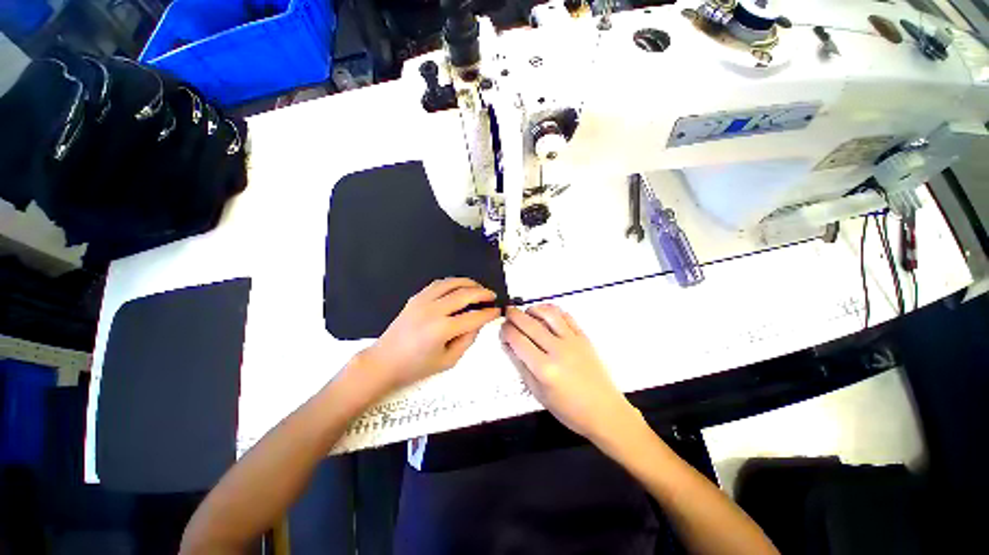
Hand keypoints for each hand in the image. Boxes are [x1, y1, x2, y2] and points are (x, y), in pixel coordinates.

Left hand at [363, 278, 500, 390]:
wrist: (383, 362)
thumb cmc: (416, 367)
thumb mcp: (448, 361)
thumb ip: (467, 340)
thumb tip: (478, 323)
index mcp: (443, 329)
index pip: (474, 316)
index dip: (489, 313)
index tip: (498, 311)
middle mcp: (434, 310)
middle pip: (465, 294)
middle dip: (483, 293)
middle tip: (493, 296)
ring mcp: (422, 301)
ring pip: (451, 283)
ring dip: (468, 283)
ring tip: (478, 287)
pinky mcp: (415, 298)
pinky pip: (437, 284)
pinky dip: (452, 283)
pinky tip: (458, 287)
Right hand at [500, 305, 637, 440]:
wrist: (604, 411)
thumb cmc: (568, 409)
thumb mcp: (538, 393)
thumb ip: (521, 367)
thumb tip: (508, 345)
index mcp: (544, 368)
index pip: (518, 340)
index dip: (506, 331)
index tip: (502, 329)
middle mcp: (557, 350)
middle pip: (530, 324)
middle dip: (514, 315)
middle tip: (508, 313)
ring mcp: (572, 341)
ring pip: (549, 314)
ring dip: (534, 308)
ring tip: (527, 312)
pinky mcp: (584, 337)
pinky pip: (567, 316)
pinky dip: (554, 310)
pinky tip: (546, 314)